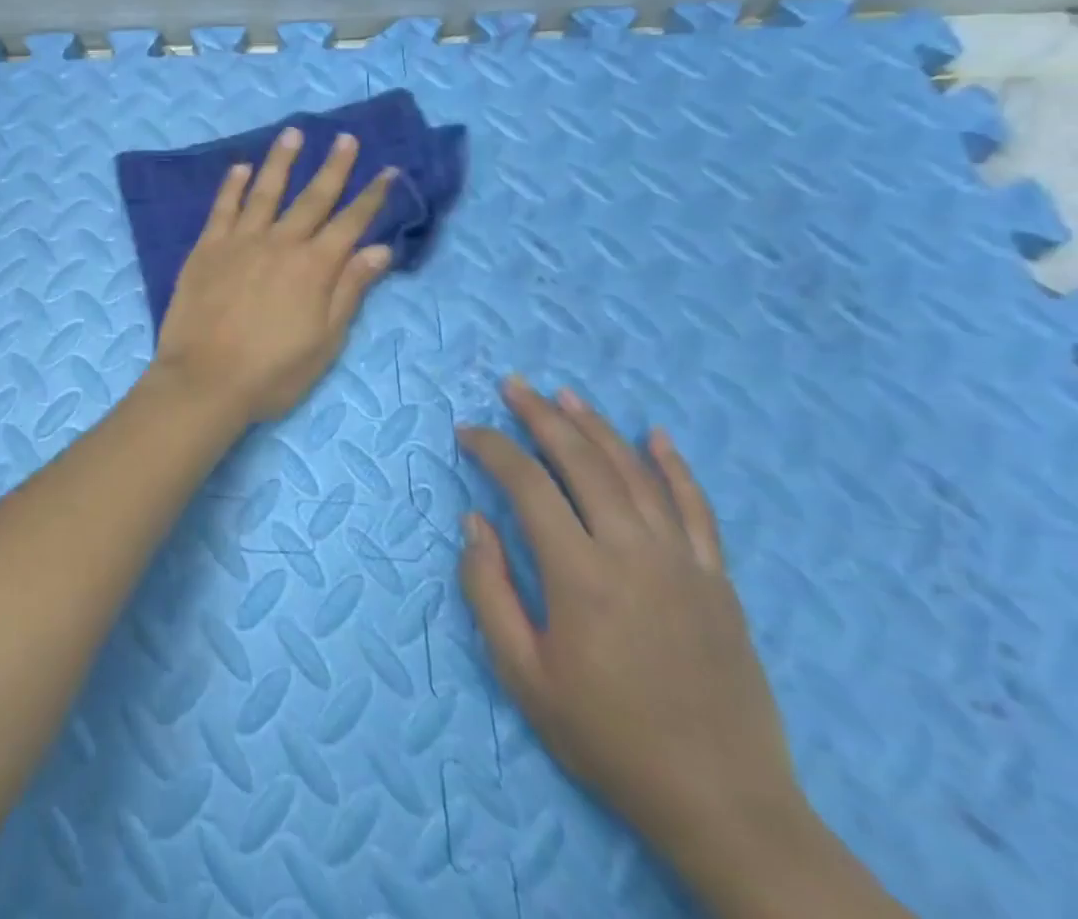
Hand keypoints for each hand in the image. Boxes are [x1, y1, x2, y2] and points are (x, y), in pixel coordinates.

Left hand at [153, 128, 395, 426]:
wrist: (205, 380)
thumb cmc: (272, 372)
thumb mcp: (325, 341)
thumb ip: (350, 291)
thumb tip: (380, 249)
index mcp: (315, 268)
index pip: (351, 223)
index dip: (372, 196)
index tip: (389, 170)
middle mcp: (280, 243)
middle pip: (313, 198)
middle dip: (334, 167)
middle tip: (346, 138)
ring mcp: (240, 242)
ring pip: (265, 191)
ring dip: (281, 161)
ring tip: (293, 133)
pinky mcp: (206, 248)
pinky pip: (222, 208)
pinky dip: (231, 185)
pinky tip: (239, 167)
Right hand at [458, 379, 810, 890]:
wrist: (723, 804)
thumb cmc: (607, 737)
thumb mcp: (522, 674)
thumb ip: (487, 590)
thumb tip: (473, 521)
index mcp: (580, 575)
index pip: (528, 485)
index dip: (492, 449)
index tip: (466, 433)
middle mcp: (633, 553)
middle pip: (582, 462)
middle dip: (541, 417)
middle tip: (512, 386)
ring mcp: (683, 563)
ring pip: (635, 473)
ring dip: (597, 427)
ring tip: (565, 396)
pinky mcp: (717, 581)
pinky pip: (696, 508)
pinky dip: (675, 467)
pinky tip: (656, 436)